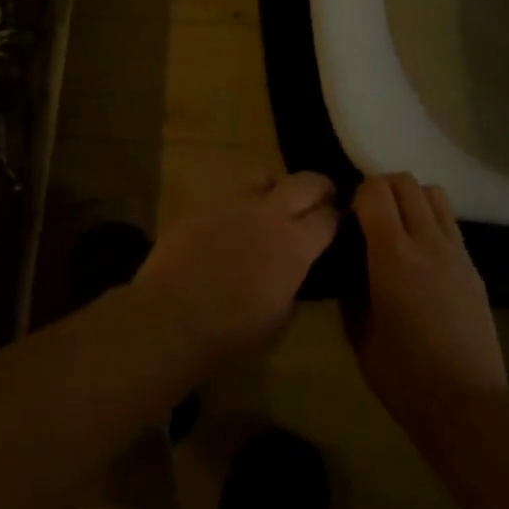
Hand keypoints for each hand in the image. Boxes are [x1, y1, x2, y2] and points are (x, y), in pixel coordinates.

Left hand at [130, 172, 339, 373]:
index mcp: (295, 244)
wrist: (171, 317)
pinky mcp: (203, 204)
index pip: (329, 217)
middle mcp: (269, 213)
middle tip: (321, 199)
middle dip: (319, 188)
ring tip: (273, 204)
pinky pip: (229, 194)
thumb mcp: (279, 319)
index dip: (337, 219)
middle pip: (305, 181)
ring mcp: (234, 202)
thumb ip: (293, 285)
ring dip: (275, 188)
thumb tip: (293, 273)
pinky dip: (239, 205)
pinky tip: (232, 224)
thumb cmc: (231, 332)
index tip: (337, 225)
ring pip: (264, 175)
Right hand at [351, 173, 506, 442]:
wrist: (466, 405)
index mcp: (392, 253)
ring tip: (399, 227)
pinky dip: (432, 220)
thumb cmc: (402, 374)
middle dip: (382, 188)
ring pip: (433, 193)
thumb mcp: (358, 333)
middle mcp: (427, 240)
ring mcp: (456, 251)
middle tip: (369, 217)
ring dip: (411, 198)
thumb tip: (350, 267)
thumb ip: (351, 289)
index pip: (375, 190)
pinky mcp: (473, 267)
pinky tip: (422, 254)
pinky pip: (450, 222)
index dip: (357, 195)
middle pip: (406, 182)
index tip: (348, 219)